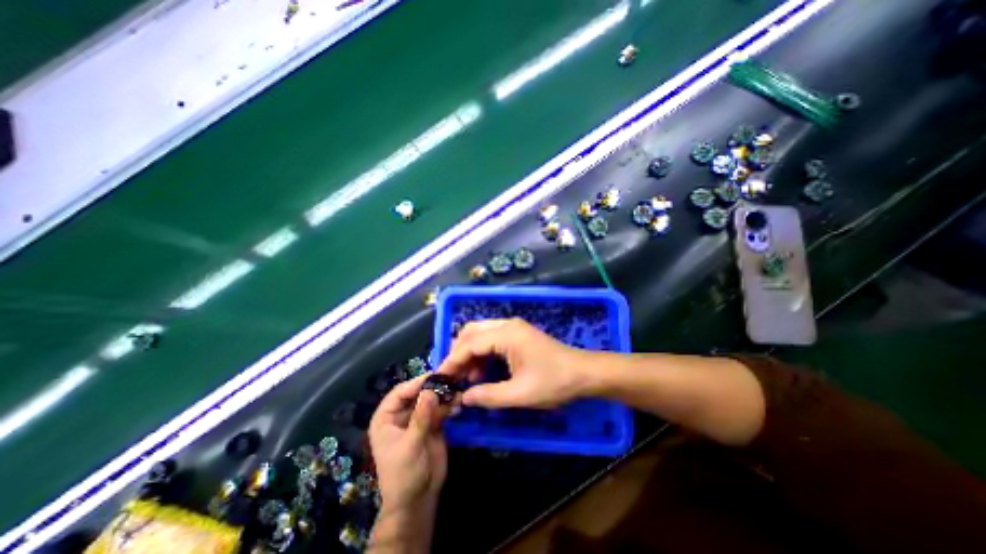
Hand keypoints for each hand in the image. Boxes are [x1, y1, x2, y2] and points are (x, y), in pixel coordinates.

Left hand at [368, 375, 449, 512]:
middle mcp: (402, 415)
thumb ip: (420, 417)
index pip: (399, 393)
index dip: (414, 384)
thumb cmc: (404, 474)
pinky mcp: (433, 424)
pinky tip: (458, 403)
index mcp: (386, 419)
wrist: (418, 500)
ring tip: (457, 392)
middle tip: (449, 380)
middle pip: (416, 393)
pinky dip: (449, 405)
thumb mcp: (410, 445)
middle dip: (432, 388)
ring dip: (443, 395)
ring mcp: (418, 419)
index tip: (433, 377)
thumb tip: (429, 391)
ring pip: (430, 400)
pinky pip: (440, 409)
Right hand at [441, 317, 601, 408]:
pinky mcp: (518, 334)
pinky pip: (492, 338)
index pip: (470, 343)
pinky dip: (482, 353)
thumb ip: (488, 395)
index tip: (440, 378)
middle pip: (472, 331)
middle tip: (453, 376)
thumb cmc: (554, 382)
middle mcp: (507, 325)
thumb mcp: (520, 394)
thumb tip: (463, 398)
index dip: (452, 360)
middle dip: (459, 353)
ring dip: (470, 353)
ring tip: (467, 378)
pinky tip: (483, 372)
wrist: (584, 373)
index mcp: (507, 334)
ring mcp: (513, 328)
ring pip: (480, 334)